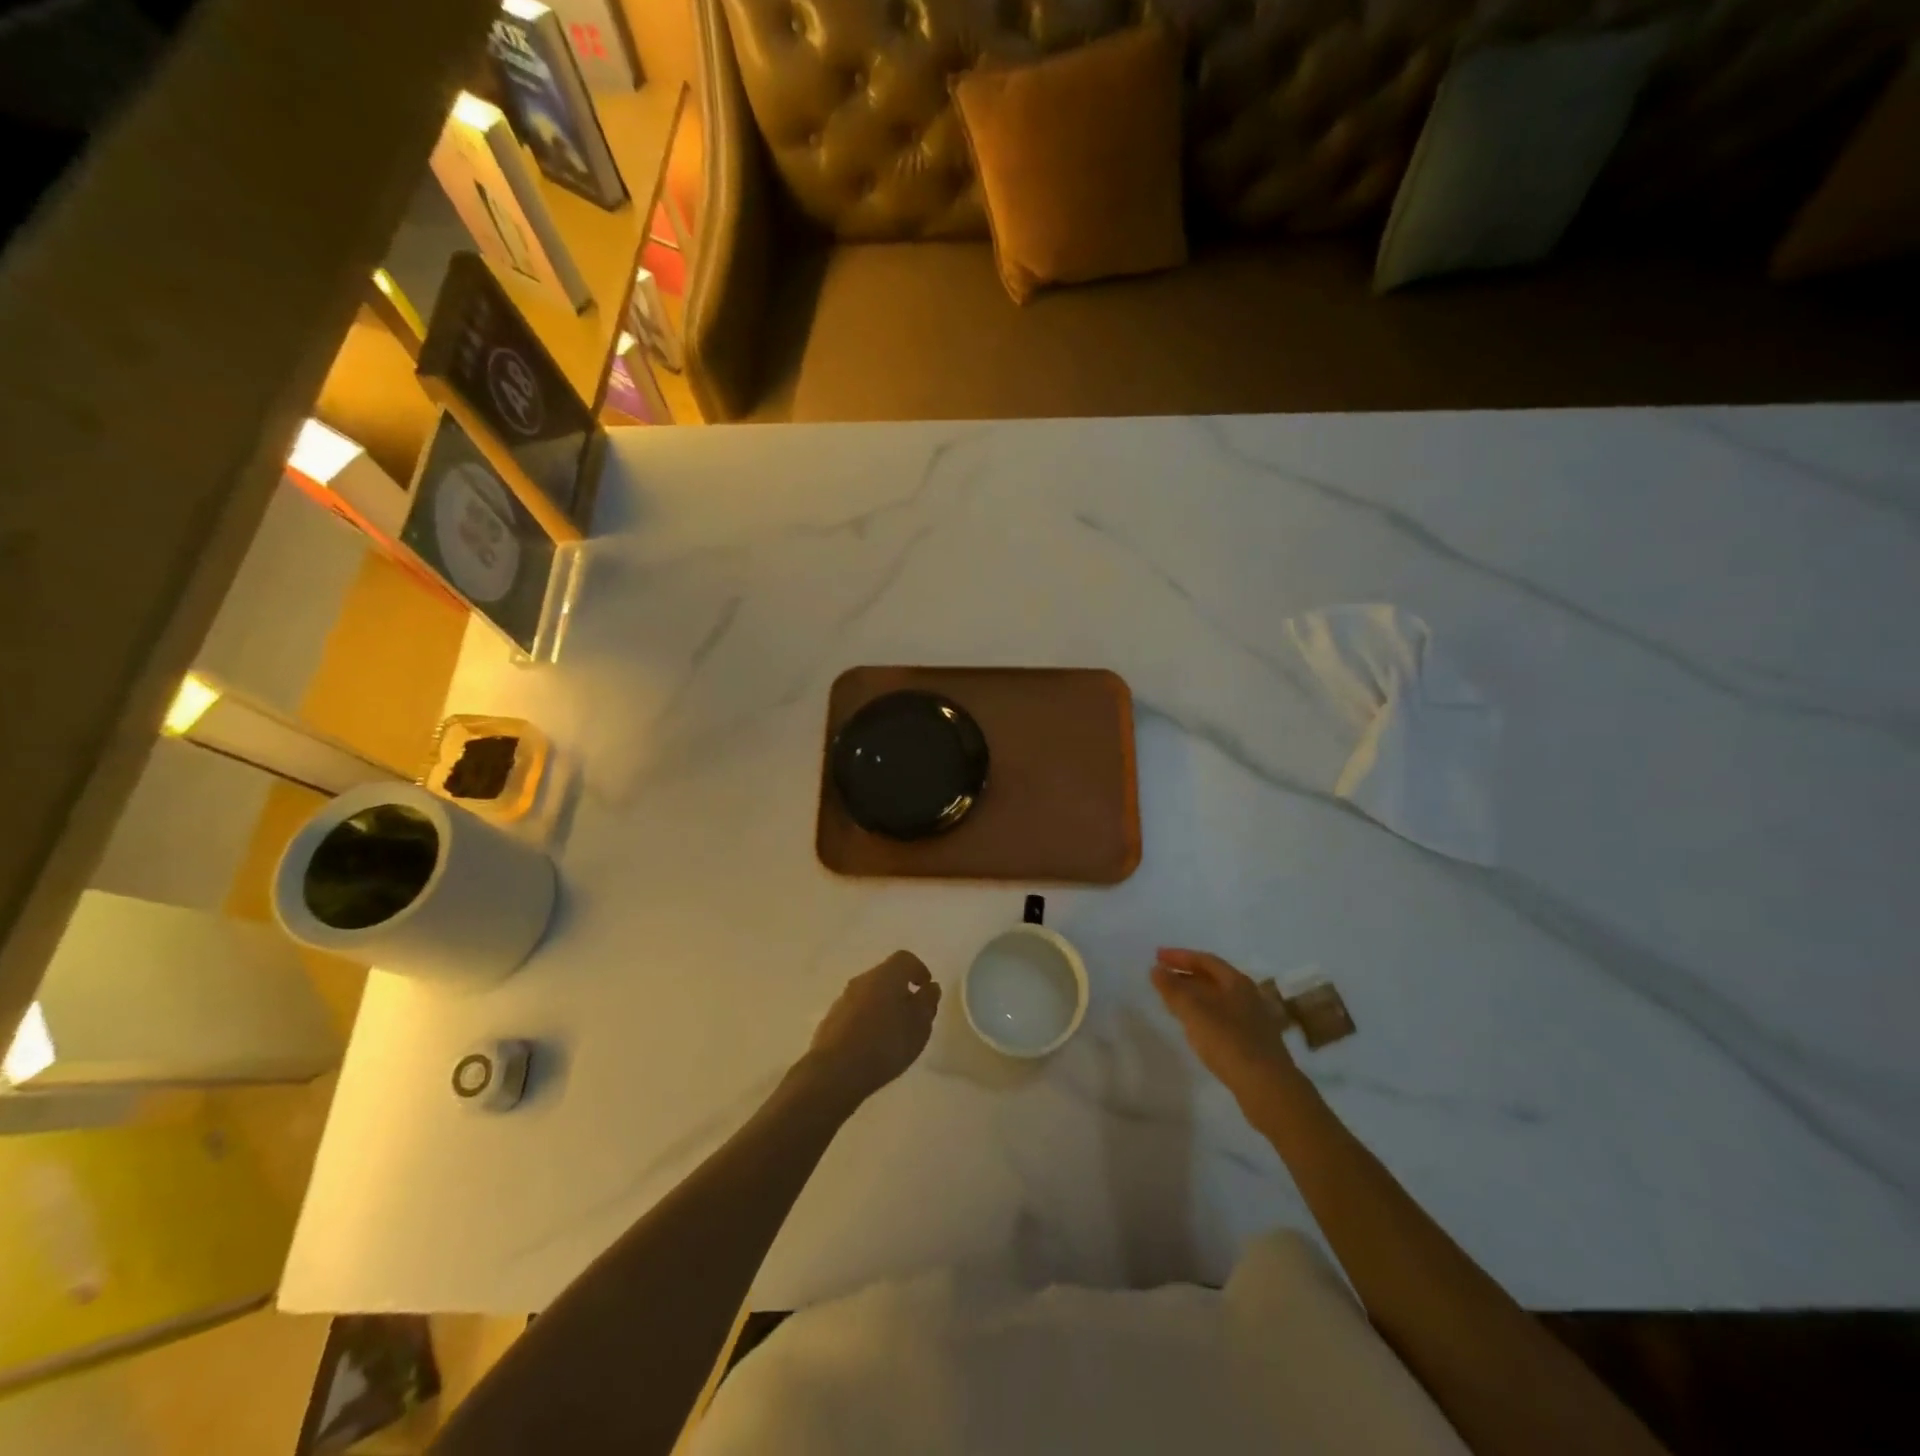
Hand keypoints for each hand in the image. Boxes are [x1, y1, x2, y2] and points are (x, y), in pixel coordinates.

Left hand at [803, 951, 940, 1109]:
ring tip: (893, 1034)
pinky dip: (867, 1021)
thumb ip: (927, 1003)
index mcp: (886, 975)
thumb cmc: (885, 1044)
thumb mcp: (919, 1026)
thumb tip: (930, 987)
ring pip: (869, 995)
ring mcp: (843, 1000)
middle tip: (913, 1014)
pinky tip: (872, 1045)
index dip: (919, 970)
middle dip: (901, 991)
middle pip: (885, 976)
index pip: (905, 959)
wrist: (835, 1072)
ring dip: (883, 1006)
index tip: (926, 988)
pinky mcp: (831, 1020)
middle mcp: (862, 980)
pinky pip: (855, 1012)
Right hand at [1150, 948, 1297, 1101]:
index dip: (1179, 956)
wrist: (1267, 1087)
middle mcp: (1247, 996)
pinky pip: (1221, 1018)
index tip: (1157, 956)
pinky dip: (1202, 1015)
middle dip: (1185, 975)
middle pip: (1212, 979)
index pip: (1205, 960)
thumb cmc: (1229, 1041)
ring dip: (1193, 996)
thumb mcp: (1195, 1011)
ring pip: (1217, 999)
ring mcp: (1252, 1020)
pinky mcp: (1251, 1042)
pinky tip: (1193, 1026)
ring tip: (1171, 999)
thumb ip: (1173, 989)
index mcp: (1237, 982)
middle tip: (1161, 976)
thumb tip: (1156, 969)